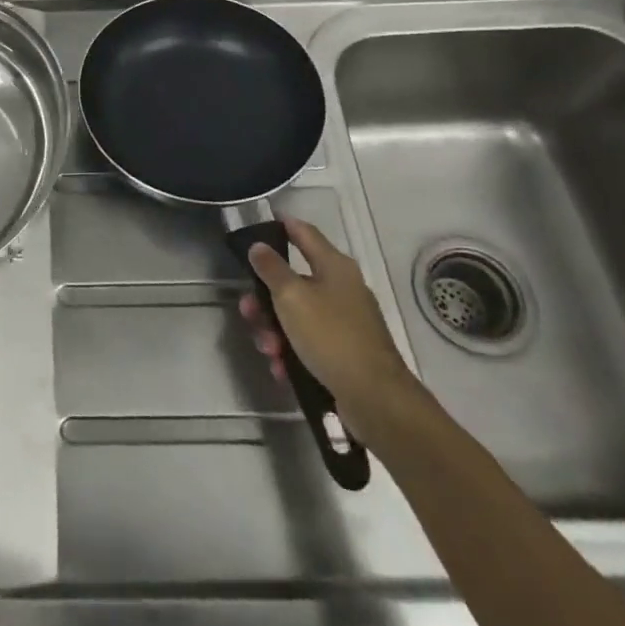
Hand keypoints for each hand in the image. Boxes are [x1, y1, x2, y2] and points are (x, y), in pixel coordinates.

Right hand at [237, 216, 417, 442]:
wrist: (376, 399)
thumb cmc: (331, 336)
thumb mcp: (292, 297)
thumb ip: (271, 269)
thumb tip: (258, 246)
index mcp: (334, 267)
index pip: (304, 233)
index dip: (282, 226)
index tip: (258, 226)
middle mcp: (342, 289)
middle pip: (294, 281)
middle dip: (265, 298)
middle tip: (248, 311)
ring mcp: (345, 323)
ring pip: (297, 316)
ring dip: (275, 330)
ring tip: (267, 349)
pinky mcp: (344, 353)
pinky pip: (308, 344)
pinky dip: (292, 353)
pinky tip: (280, 368)